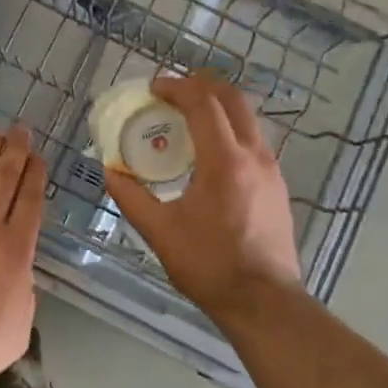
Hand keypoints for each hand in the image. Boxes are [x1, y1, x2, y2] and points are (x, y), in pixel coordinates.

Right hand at [103, 74, 301, 320]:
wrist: (264, 302)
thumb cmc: (209, 265)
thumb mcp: (160, 231)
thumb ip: (131, 197)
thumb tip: (110, 171)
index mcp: (224, 162)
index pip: (203, 103)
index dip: (176, 87)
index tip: (152, 88)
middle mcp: (254, 155)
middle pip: (232, 98)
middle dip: (201, 85)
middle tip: (171, 92)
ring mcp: (271, 169)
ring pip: (247, 117)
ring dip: (217, 105)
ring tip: (187, 116)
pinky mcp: (277, 184)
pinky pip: (253, 138)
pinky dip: (229, 127)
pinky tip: (209, 149)